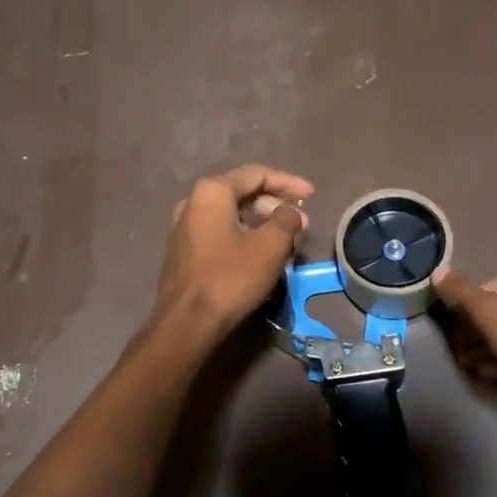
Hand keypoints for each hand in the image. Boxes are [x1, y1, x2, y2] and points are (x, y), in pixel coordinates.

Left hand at [153, 164, 313, 337]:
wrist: (187, 323)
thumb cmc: (231, 278)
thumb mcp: (270, 246)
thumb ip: (286, 219)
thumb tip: (290, 210)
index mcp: (212, 192)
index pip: (257, 174)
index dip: (288, 182)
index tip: (312, 195)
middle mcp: (193, 202)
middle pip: (242, 192)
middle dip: (275, 204)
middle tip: (301, 222)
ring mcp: (184, 226)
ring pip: (231, 213)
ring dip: (261, 221)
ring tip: (285, 238)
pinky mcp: (183, 250)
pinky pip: (220, 231)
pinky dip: (243, 234)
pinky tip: (260, 252)